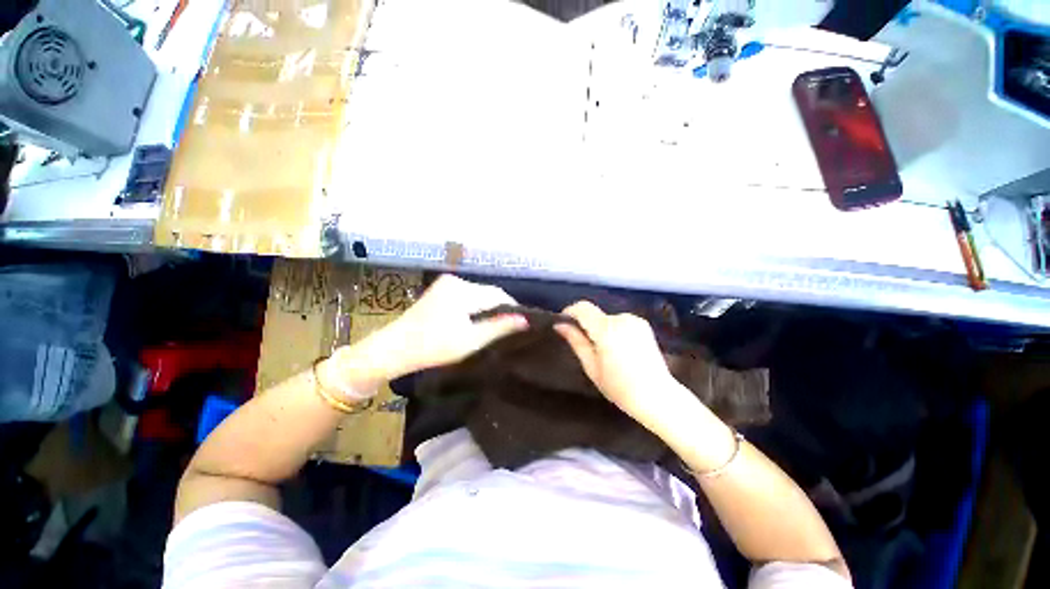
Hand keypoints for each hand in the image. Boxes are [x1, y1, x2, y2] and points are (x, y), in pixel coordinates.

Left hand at [324, 275, 527, 396]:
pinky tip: (474, 320)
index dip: (513, 308)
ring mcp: (446, 283)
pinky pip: (467, 295)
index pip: (498, 295)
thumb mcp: (471, 340)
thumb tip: (526, 319)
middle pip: (488, 292)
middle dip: (499, 308)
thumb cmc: (433, 347)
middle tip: (508, 328)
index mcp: (463, 290)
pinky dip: (475, 306)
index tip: (522, 324)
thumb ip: (500, 327)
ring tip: (493, 326)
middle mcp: (456, 280)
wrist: (394, 348)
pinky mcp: (441, 289)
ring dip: (487, 307)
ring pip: (478, 294)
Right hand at [554, 301, 686, 431]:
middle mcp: (622, 319)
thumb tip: (560, 325)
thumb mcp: (591, 366)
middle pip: (595, 314)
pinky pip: (620, 322)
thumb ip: (576, 341)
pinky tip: (620, 350)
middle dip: (587, 326)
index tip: (564, 324)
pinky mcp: (644, 325)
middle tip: (588, 349)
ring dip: (601, 329)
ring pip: (607, 319)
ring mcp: (635, 321)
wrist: (657, 396)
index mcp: (607, 329)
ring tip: (607, 353)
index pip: (583, 308)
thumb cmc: (620, 387)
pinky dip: (614, 331)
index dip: (570, 312)